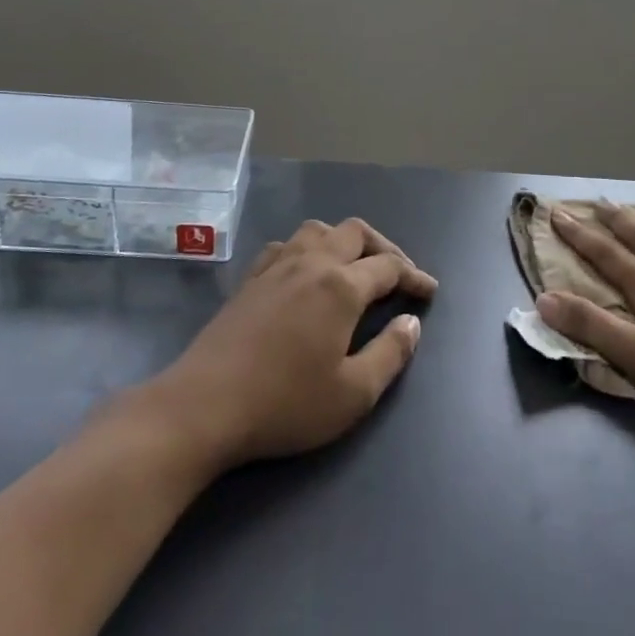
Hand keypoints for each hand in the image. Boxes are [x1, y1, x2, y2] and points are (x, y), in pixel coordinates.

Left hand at [152, 218, 438, 469]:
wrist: (204, 405)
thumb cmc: (286, 403)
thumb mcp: (354, 394)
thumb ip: (391, 353)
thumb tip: (412, 322)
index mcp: (341, 286)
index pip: (389, 266)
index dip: (414, 276)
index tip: (429, 292)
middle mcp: (311, 263)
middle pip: (355, 233)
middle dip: (384, 247)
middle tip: (398, 275)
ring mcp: (275, 267)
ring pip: (318, 230)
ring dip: (344, 240)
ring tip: (354, 266)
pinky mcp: (249, 280)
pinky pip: (286, 245)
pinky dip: (307, 248)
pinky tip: (305, 272)